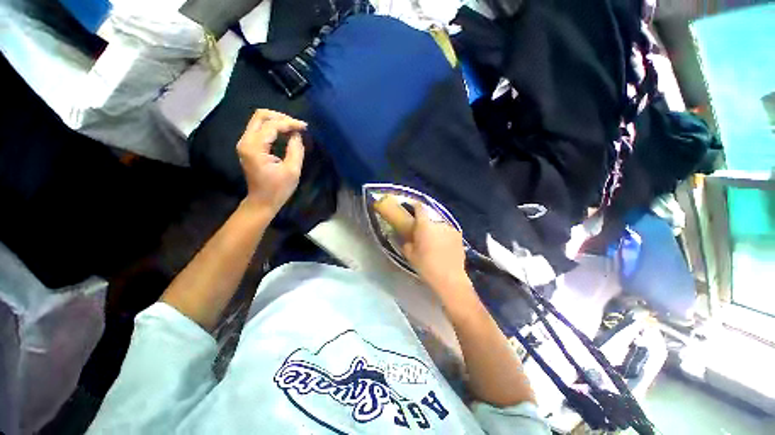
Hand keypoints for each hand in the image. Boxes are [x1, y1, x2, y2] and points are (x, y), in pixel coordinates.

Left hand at [236, 109, 305, 213]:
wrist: (262, 202)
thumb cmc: (278, 189)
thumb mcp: (292, 171)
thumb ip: (296, 150)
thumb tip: (297, 135)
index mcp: (254, 147)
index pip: (271, 125)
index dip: (289, 123)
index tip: (305, 127)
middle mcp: (245, 141)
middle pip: (260, 116)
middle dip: (281, 117)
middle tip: (297, 125)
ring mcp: (245, 143)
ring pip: (259, 120)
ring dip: (277, 121)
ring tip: (294, 129)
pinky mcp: (249, 146)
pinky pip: (260, 129)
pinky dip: (273, 128)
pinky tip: (286, 133)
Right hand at [401, 203, 471, 299]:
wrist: (449, 278)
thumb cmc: (426, 266)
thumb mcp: (410, 255)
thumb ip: (406, 243)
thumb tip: (406, 238)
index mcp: (425, 225)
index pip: (420, 208)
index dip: (415, 206)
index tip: (411, 208)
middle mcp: (439, 223)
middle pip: (430, 218)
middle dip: (425, 224)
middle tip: (422, 234)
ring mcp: (451, 229)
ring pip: (439, 226)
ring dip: (435, 230)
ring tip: (434, 243)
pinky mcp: (459, 236)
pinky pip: (448, 232)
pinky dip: (444, 236)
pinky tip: (444, 247)